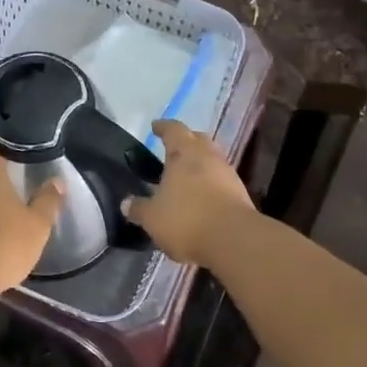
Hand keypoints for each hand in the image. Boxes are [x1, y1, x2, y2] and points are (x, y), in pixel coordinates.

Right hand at [122, 120, 253, 264]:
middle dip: (185, 141)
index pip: (173, 130)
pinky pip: (221, 181)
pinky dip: (210, 184)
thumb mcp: (153, 218)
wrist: (234, 240)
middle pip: (197, 140)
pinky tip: (200, 197)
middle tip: (172, 149)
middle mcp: (208, 156)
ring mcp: (228, 174)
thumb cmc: (187, 219)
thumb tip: (126, 203)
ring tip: (185, 176)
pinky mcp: (241, 194)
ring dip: (199, 164)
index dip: (163, 127)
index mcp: (184, 152)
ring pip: (211, 160)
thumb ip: (139, 208)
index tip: (155, 126)